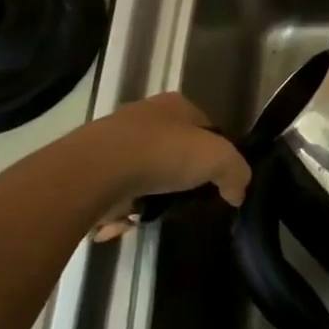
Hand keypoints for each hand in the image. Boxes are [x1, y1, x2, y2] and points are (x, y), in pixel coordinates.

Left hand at [82, 93, 250, 238]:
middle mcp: (144, 116)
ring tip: (155, 215)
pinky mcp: (90, 167)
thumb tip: (238, 193)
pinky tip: (128, 223)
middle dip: (180, 177)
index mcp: (175, 105)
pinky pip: (117, 192)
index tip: (217, 180)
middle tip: (188, 201)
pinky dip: (123, 210)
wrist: (94, 172)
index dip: (215, 152)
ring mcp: (114, 141)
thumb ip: (237, 173)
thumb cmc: (162, 154)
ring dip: (150, 196)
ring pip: (145, 173)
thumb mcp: (219, 159)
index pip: (206, 127)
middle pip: (174, 150)